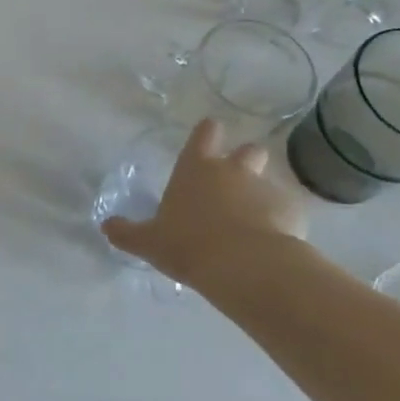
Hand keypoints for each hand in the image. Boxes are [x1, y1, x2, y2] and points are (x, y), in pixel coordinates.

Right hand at [102, 119, 306, 291]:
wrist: (246, 267)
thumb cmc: (188, 244)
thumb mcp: (148, 242)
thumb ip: (126, 232)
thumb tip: (105, 226)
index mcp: (196, 169)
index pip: (206, 133)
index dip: (208, 133)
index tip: (209, 137)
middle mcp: (234, 171)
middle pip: (249, 150)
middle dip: (246, 161)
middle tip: (235, 185)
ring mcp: (267, 189)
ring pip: (270, 181)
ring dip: (264, 194)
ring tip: (255, 220)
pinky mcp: (294, 213)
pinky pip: (289, 212)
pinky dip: (282, 222)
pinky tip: (274, 244)